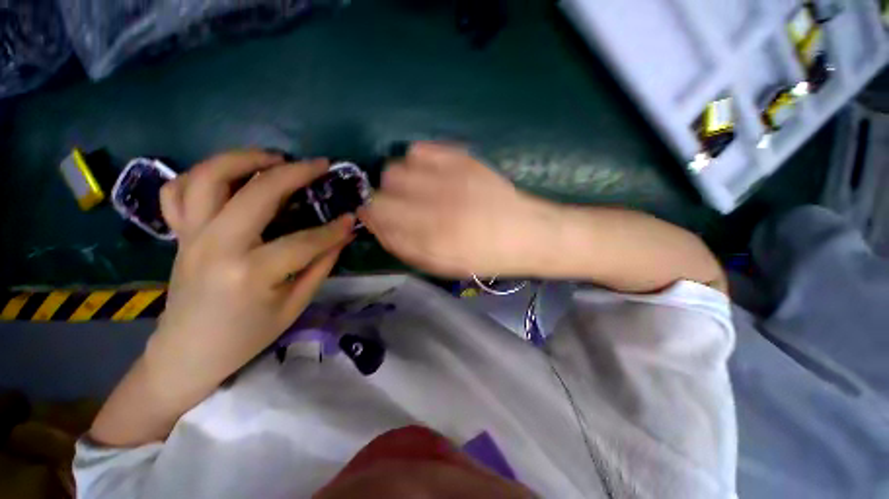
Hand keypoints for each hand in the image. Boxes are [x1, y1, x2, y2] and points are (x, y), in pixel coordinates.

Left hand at [151, 151, 354, 384]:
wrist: (187, 353)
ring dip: (243, 158)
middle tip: (319, 165)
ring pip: (207, 177)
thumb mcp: (294, 305)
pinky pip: (178, 191)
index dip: (333, 229)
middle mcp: (216, 245)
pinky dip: (202, 175)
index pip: (304, 241)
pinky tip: (228, 178)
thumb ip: (320, 266)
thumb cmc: (246, 336)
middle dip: (295, 173)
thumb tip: (342, 236)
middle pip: (257, 192)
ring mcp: (190, 236)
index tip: (352, 217)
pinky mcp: (179, 234)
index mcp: (250, 272)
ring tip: (272, 158)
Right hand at [359, 143, 556, 276]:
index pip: (377, 214)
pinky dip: (418, 162)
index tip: (376, 217)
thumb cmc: (482, 257)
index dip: (371, 214)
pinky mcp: (460, 159)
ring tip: (418, 191)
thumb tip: (377, 226)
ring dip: (400, 181)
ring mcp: (447, 177)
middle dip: (385, 198)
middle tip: (402, 207)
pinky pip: (419, 150)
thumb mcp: (441, 265)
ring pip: (397, 166)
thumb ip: (404, 247)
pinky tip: (432, 175)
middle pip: (382, 186)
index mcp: (428, 236)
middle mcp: (433, 204)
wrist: (525, 233)